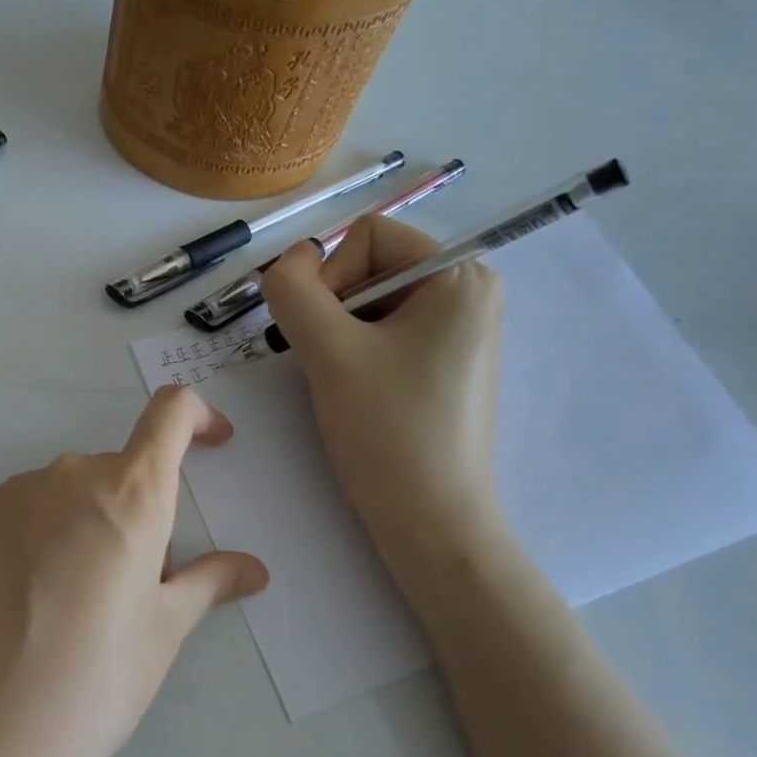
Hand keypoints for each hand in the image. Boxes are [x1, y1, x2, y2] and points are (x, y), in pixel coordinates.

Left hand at [0, 387, 268, 756]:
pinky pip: (24, 510)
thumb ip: (208, 583)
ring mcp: (11, 494)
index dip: (198, 417)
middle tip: (134, 585)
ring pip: (68, 493)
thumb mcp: (162, 632)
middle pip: (118, 471)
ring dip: (87, 524)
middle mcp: (68, 475)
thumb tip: (253, 568)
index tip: (213, 444)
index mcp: (129, 492)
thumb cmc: (92, 681)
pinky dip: (42, 535)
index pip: (170, 414)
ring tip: (73, 603)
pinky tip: (27, 601)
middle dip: (138, 511)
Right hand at [259, 212, 504, 554]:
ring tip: (345, 381)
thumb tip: (289, 260)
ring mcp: (457, 328)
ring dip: (338, 335)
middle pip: (367, 266)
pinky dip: (355, 352)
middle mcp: (467, 291)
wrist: (430, 520)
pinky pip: (382, 331)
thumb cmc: (387, 430)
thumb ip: (294, 290)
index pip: (366, 237)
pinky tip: (358, 390)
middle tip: (333, 363)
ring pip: (367, 301)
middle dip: (333, 310)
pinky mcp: (443, 361)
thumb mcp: (328, 351)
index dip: (330, 279)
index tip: (329, 337)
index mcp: (459, 275)